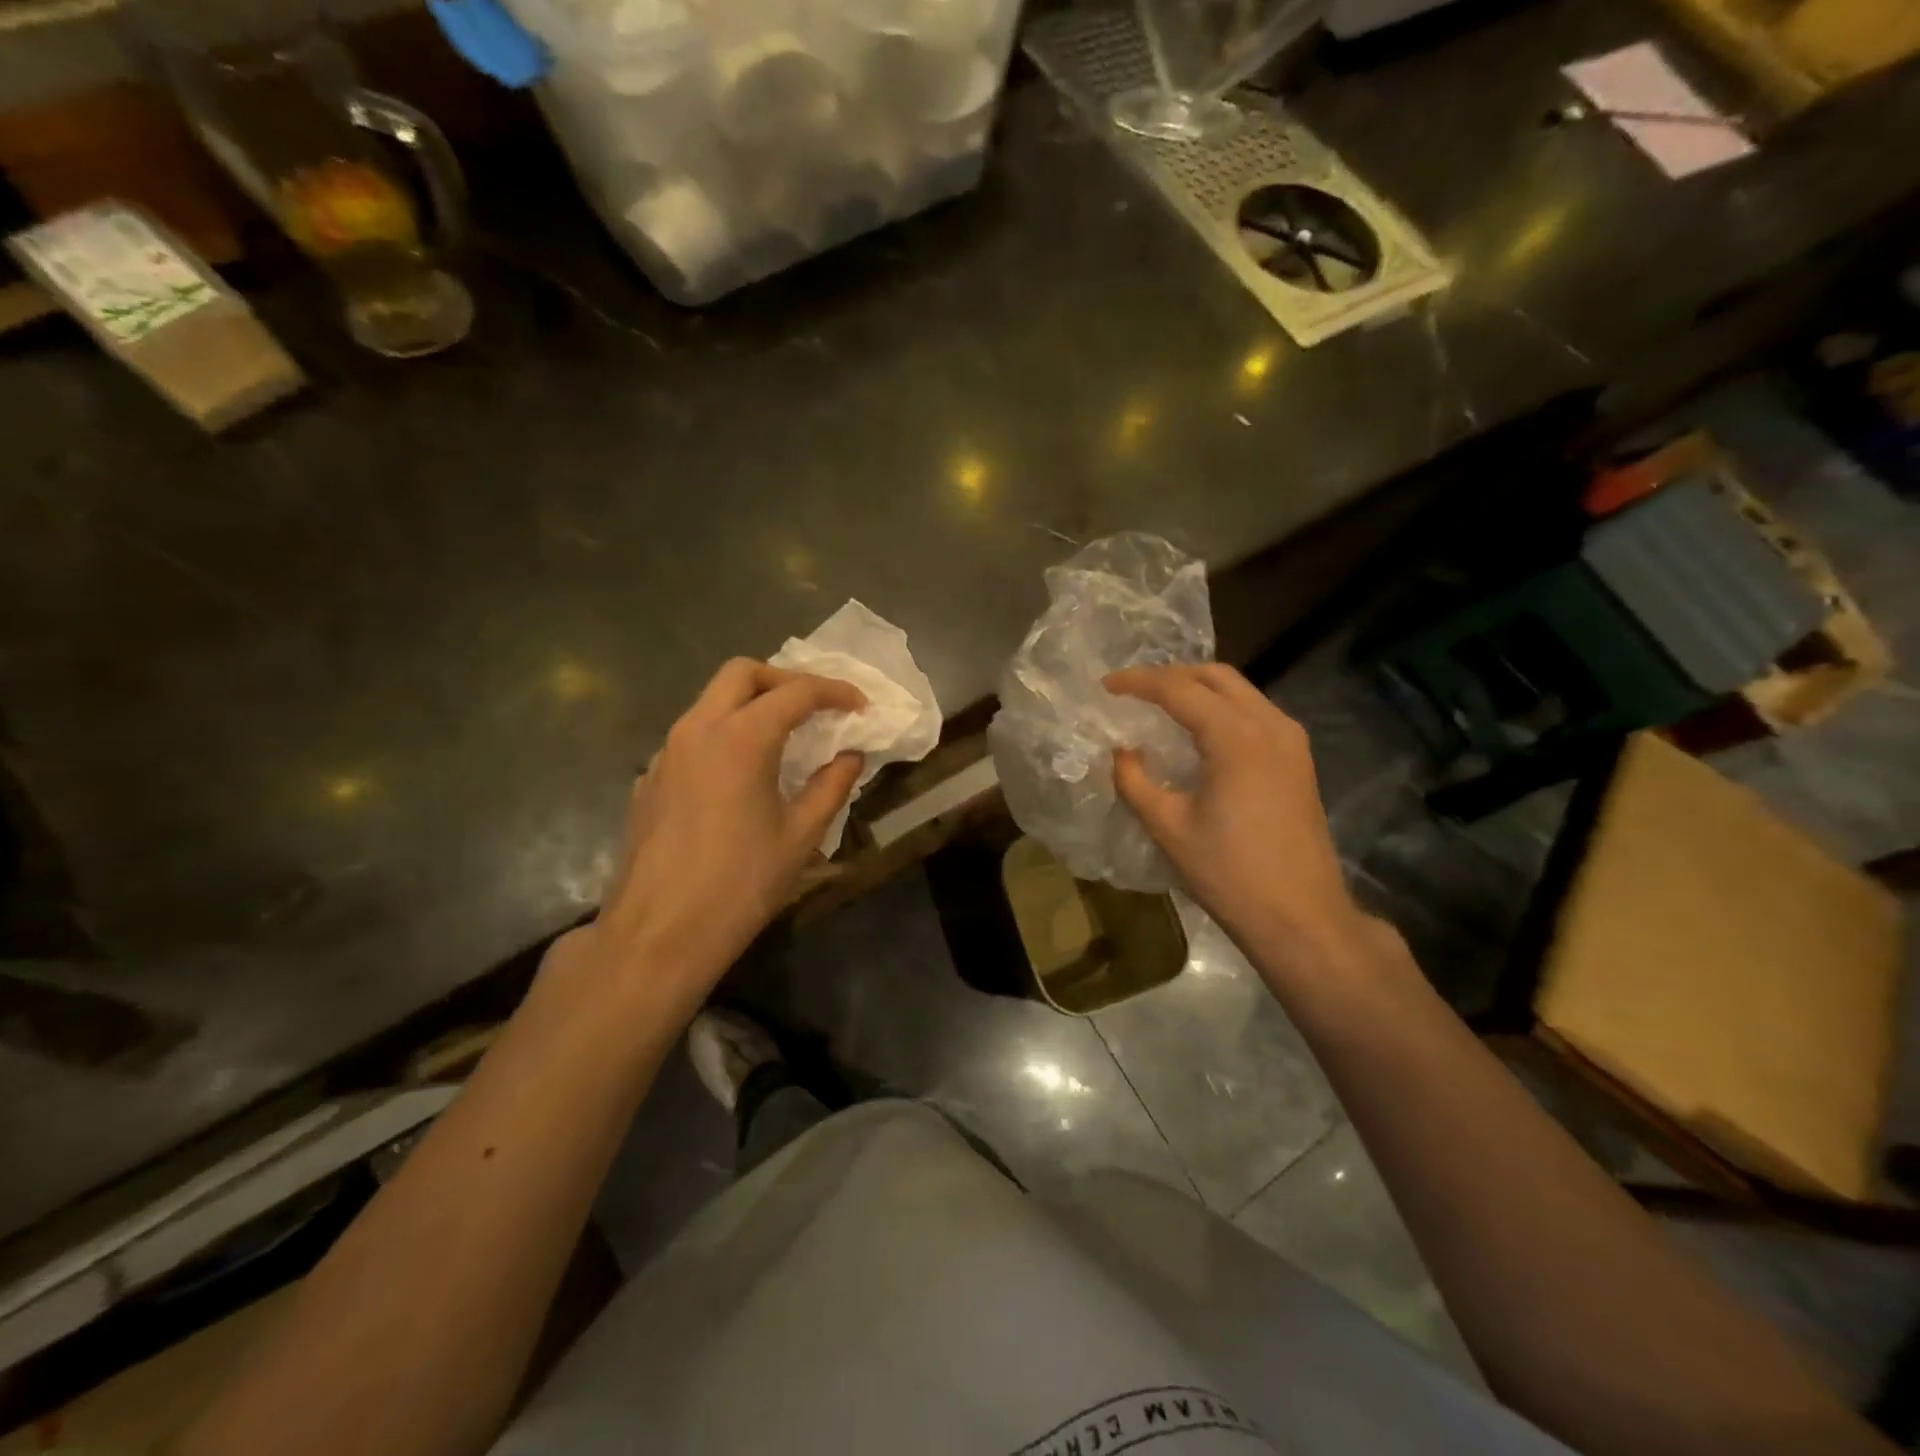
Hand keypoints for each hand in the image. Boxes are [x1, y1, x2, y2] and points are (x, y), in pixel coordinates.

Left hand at [549, 659, 865, 1023]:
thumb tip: (851, 757)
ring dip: (751, 704)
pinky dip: (724, 734)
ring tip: (784, 738)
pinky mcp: (650, 779)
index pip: (796, 692)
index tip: (861, 707)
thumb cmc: (739, 885)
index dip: (835, 692)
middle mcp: (698, 730)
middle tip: (816, 708)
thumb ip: (831, 786)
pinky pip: (692, 735)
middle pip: (742, 673)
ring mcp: (666, 753)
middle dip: (784, 680)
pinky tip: (740, 776)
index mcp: (741, 738)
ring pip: (711, 701)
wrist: (657, 935)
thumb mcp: (800, 837)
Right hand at [1105, 664, 1379, 986]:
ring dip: (1200, 688)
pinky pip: (1256, 713)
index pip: (1179, 689)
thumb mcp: (1169, 827)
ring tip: (1162, 705)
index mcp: (1235, 736)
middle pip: (1216, 677)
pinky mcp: (1299, 760)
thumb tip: (1122, 752)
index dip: (1139, 682)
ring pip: (1241, 691)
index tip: (1106, 685)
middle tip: (1134, 690)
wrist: (1301, 917)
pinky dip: (1223, 708)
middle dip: (1172, 675)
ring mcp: (1291, 741)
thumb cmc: (1229, 873)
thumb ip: (1136, 781)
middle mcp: (1269, 725)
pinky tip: (1201, 731)